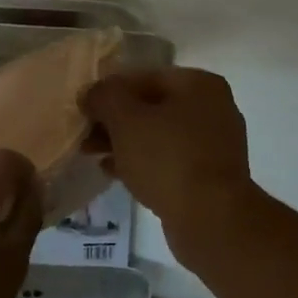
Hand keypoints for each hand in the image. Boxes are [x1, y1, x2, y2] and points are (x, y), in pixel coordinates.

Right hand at [81, 67, 260, 262]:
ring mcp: (214, 144)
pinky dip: (141, 162)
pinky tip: (113, 172)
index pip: (143, 77)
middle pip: (151, 106)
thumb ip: (104, 97)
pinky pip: (168, 160)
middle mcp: (213, 107)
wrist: (212, 220)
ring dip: (124, 142)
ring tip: (92, 154)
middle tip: (84, 135)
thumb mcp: (125, 119)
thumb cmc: (167, 158)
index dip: (108, 91)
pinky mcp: (209, 176)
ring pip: (158, 135)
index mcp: (198, 83)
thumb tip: (91, 93)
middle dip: (114, 120)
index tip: (84, 109)